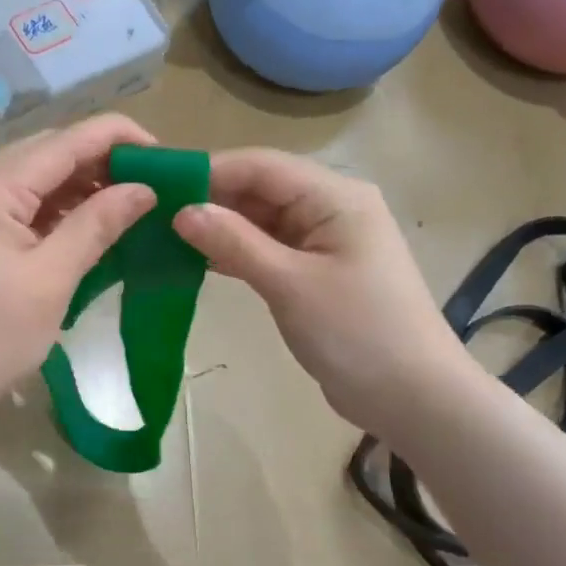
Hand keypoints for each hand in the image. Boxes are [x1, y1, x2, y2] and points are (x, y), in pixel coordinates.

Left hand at [0, 115, 157, 417]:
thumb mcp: (52, 280)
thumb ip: (97, 224)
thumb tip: (144, 189)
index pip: (63, 141)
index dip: (117, 138)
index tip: (162, 155)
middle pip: (44, 153)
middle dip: (98, 162)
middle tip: (145, 186)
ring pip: (27, 179)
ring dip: (74, 187)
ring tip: (122, 207)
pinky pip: (11, 205)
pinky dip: (48, 211)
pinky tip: (79, 227)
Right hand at [172, 149, 464, 435]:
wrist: (414, 399)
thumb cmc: (357, 334)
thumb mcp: (290, 284)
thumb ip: (235, 242)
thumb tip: (182, 211)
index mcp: (335, 196)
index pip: (261, 165)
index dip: (208, 170)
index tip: (156, 183)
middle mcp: (330, 207)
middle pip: (260, 188)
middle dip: (209, 197)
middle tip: (151, 211)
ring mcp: (324, 240)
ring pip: (260, 219)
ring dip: (219, 225)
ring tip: (163, 232)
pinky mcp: (315, 270)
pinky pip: (268, 247)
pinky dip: (235, 251)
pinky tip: (195, 258)